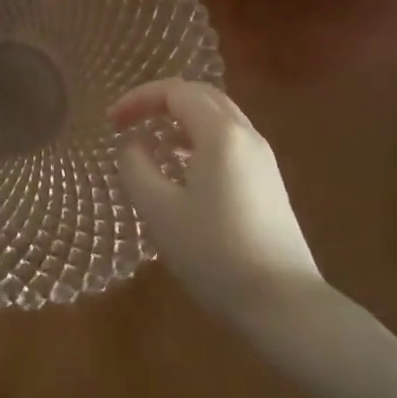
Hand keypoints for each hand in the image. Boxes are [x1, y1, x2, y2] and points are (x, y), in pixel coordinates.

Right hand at [113, 79, 323, 325]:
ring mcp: (263, 158)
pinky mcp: (269, 182)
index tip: (111, 122)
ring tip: (152, 144)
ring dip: (180, 120)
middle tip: (129, 122)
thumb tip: (133, 145)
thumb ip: (136, 168)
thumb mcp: (160, 211)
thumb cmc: (215, 254)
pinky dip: (199, 139)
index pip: (175, 91)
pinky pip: (229, 140)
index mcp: (221, 133)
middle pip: (200, 95)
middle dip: (160, 102)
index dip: (138, 99)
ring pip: (218, 117)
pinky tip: (183, 170)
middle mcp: (246, 135)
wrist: (285, 306)